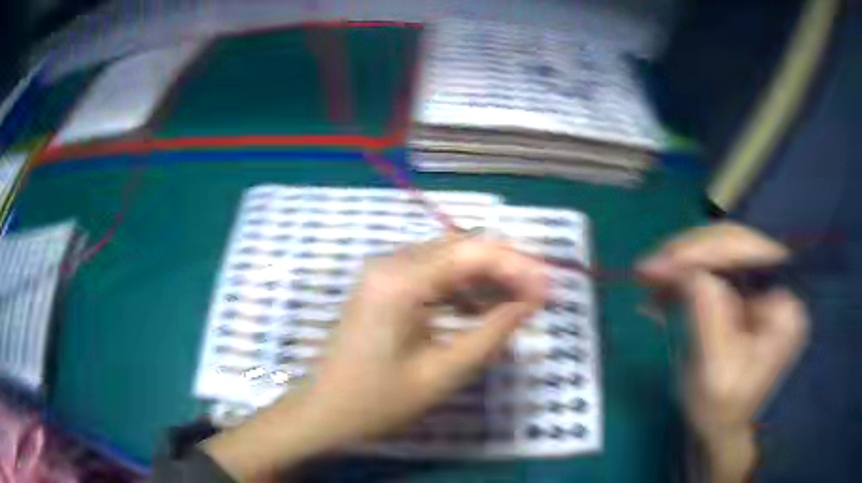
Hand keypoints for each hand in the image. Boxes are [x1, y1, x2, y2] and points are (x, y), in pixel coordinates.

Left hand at [302, 233, 546, 441]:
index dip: (518, 266)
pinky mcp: (384, 285)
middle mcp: (391, 262)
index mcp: (401, 280)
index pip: (473, 252)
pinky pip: (432, 274)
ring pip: (449, 258)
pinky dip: (462, 288)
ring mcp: (384, 271)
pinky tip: (481, 309)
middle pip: (462, 247)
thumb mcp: (443, 372)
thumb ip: (492, 332)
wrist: (324, 411)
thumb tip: (531, 302)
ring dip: (486, 277)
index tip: (549, 288)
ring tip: (518, 302)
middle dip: (506, 267)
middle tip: (539, 293)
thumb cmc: (378, 400)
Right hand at [638, 223, 808, 481]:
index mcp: (784, 305)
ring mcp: (764, 285)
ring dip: (684, 262)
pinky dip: (687, 275)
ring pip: (723, 251)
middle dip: (689, 252)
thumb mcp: (714, 370)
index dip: (702, 251)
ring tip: (652, 279)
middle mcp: (780, 284)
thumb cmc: (722, 409)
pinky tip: (665, 290)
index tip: (658, 264)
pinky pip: (716, 268)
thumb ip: (708, 315)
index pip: (748, 253)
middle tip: (649, 268)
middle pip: (735, 243)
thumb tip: (688, 270)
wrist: (725, 426)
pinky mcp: (747, 291)